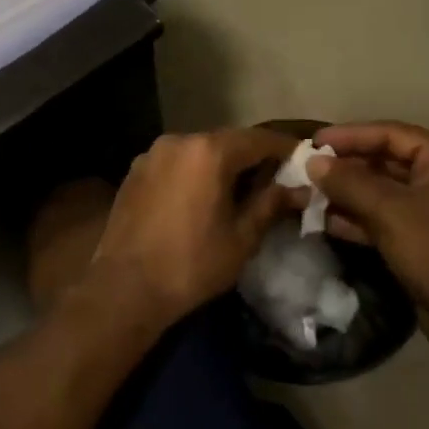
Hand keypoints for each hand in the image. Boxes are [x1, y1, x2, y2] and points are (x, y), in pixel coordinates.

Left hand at [83, 128, 299, 334]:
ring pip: (198, 151)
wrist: (125, 288)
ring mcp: (152, 154)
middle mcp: (179, 141)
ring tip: (238, 189)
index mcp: (209, 152)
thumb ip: (271, 204)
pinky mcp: (134, 172)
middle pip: (227, 141)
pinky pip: (175, 163)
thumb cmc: (192, 264)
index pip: (258, 139)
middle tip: (274, 178)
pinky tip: (201, 197)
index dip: (284, 148)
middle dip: (252, 157)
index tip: (304, 159)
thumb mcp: (242, 237)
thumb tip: (300, 190)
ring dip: (221, 164)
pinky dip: (194, 173)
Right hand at [307, 122, 428, 354]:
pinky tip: (325, 220)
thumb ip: (348, 182)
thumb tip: (312, 162)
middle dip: (346, 167)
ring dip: (347, 192)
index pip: (392, 134)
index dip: (350, 136)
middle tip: (307, 168)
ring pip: (383, 189)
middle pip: (386, 159)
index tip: (314, 142)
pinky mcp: (423, 233)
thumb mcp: (388, 212)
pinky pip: (386, 213)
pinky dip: (358, 216)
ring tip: (309, 193)